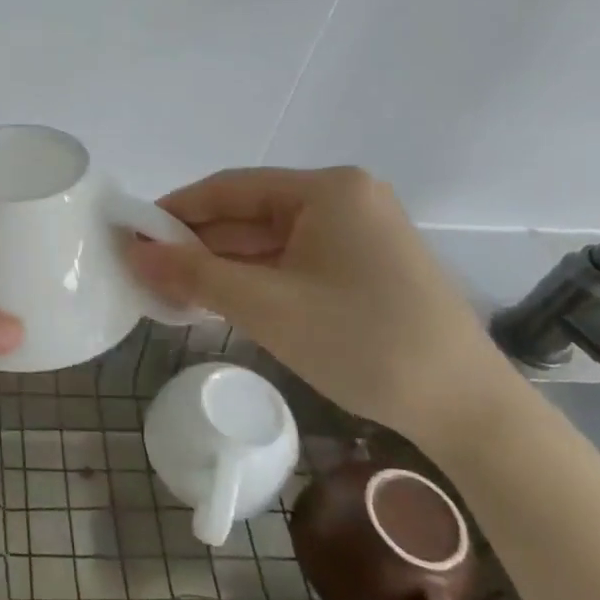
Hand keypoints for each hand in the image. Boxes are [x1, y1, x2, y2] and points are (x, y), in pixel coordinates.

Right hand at [125, 166, 517, 450]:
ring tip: (171, 288)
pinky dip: (254, 279)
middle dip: (196, 243)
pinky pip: (292, 261)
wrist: (467, 410)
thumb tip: (132, 253)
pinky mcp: (364, 267)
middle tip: (145, 269)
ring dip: (222, 265)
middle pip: (249, 213)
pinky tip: (218, 300)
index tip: (132, 235)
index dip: (174, 210)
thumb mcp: (266, 306)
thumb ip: (193, 274)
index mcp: (327, 190)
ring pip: (268, 240)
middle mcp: (344, 199)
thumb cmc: (362, 342)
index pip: (230, 188)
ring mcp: (358, 234)